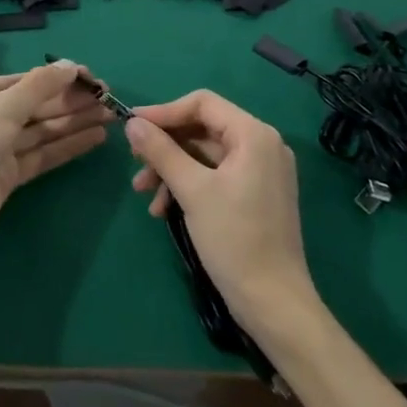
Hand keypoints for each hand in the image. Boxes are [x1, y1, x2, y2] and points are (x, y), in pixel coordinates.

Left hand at [0, 60, 109, 263]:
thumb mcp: (3, 108)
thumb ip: (40, 86)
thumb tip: (71, 65)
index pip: (21, 81)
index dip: (57, 79)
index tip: (91, 78)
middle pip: (33, 106)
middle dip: (70, 101)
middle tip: (108, 98)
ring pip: (39, 130)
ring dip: (73, 122)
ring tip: (110, 116)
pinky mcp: (5, 177)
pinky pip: (40, 154)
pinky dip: (65, 146)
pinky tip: (94, 138)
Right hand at [125, 91, 316, 337]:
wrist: (274, 303)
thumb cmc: (234, 239)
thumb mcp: (192, 190)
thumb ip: (161, 151)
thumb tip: (132, 123)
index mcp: (254, 134)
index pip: (203, 103)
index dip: (164, 112)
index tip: (132, 127)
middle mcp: (262, 144)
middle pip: (203, 129)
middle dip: (166, 147)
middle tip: (135, 164)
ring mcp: (262, 170)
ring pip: (206, 155)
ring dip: (172, 170)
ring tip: (144, 195)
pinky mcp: (257, 194)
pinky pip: (216, 176)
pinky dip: (189, 186)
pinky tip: (164, 210)